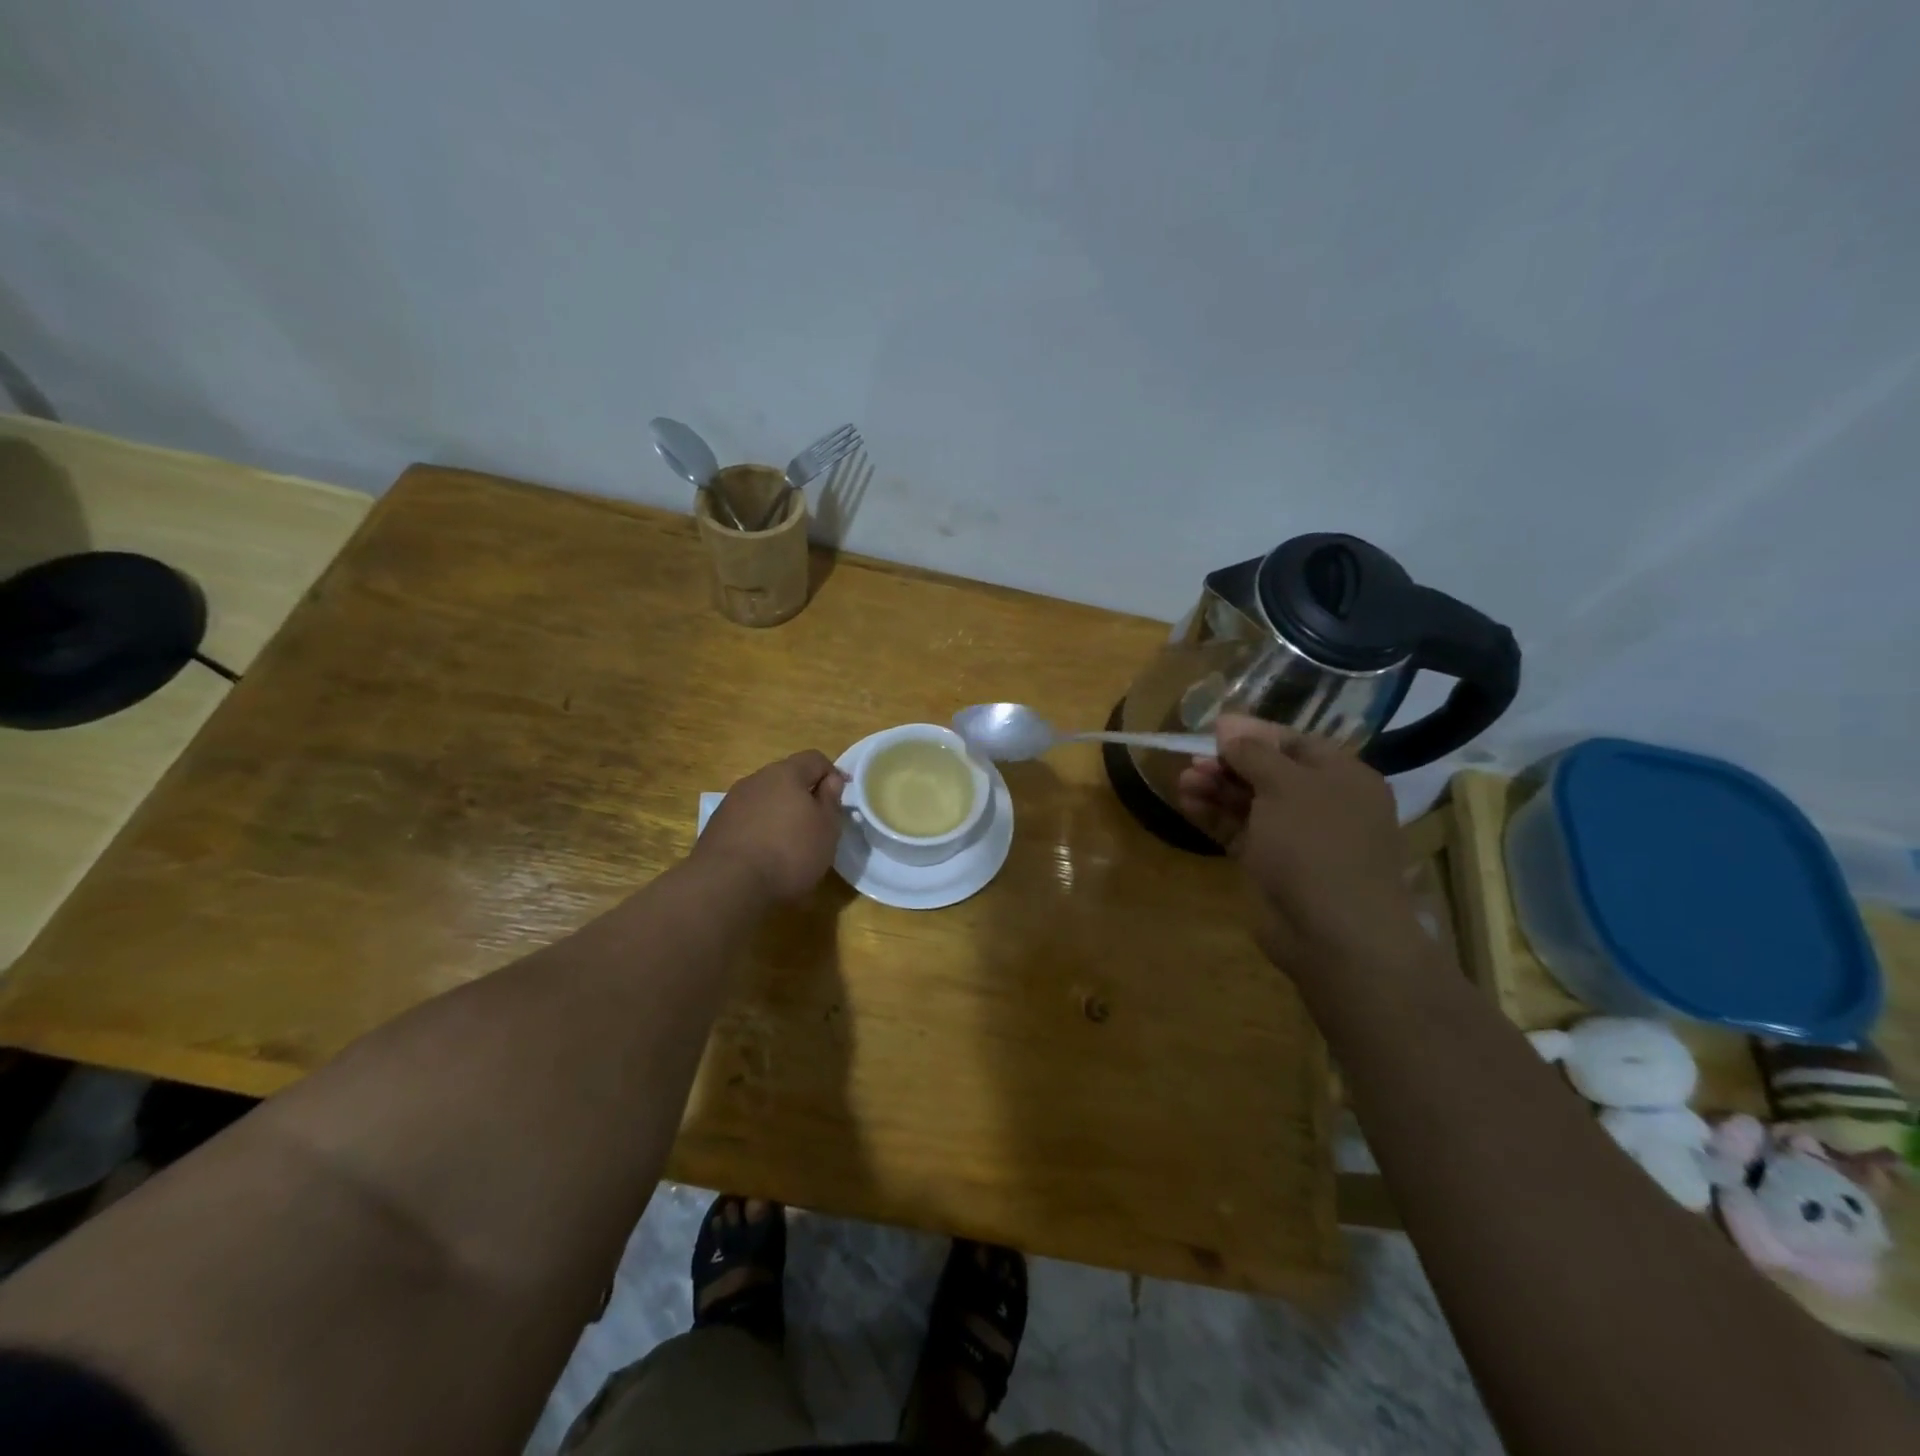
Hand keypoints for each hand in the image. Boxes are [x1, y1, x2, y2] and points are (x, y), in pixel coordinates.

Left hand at [694, 750, 848, 900]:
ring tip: (789, 844)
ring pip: (765, 799)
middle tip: (816, 824)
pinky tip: (764, 855)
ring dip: (780, 813)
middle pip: (787, 778)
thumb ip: (831, 800)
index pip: (815, 759)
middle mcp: (756, 779)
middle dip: (804, 795)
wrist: (727, 884)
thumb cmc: (789, 853)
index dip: (832, 775)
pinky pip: (747, 819)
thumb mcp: (827, 828)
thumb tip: (830, 780)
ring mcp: (732, 801)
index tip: (840, 800)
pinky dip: (760, 830)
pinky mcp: (717, 825)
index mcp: (786, 773)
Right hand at [1177, 715, 1425, 970]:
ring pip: (1249, 802)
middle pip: (1267, 772)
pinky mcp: (1271, 865)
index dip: (1253, 733)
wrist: (1334, 932)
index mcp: (1342, 777)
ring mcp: (1295, 837)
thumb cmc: (1317, 844)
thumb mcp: (1286, 786)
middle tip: (1192, 759)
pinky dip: (1213, 815)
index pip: (1294, 742)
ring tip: (1183, 779)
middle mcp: (1322, 803)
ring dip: (1215, 788)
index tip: (1213, 728)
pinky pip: (1238, 830)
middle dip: (1228, 763)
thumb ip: (1254, 753)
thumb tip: (1228, 725)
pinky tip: (1186, 801)